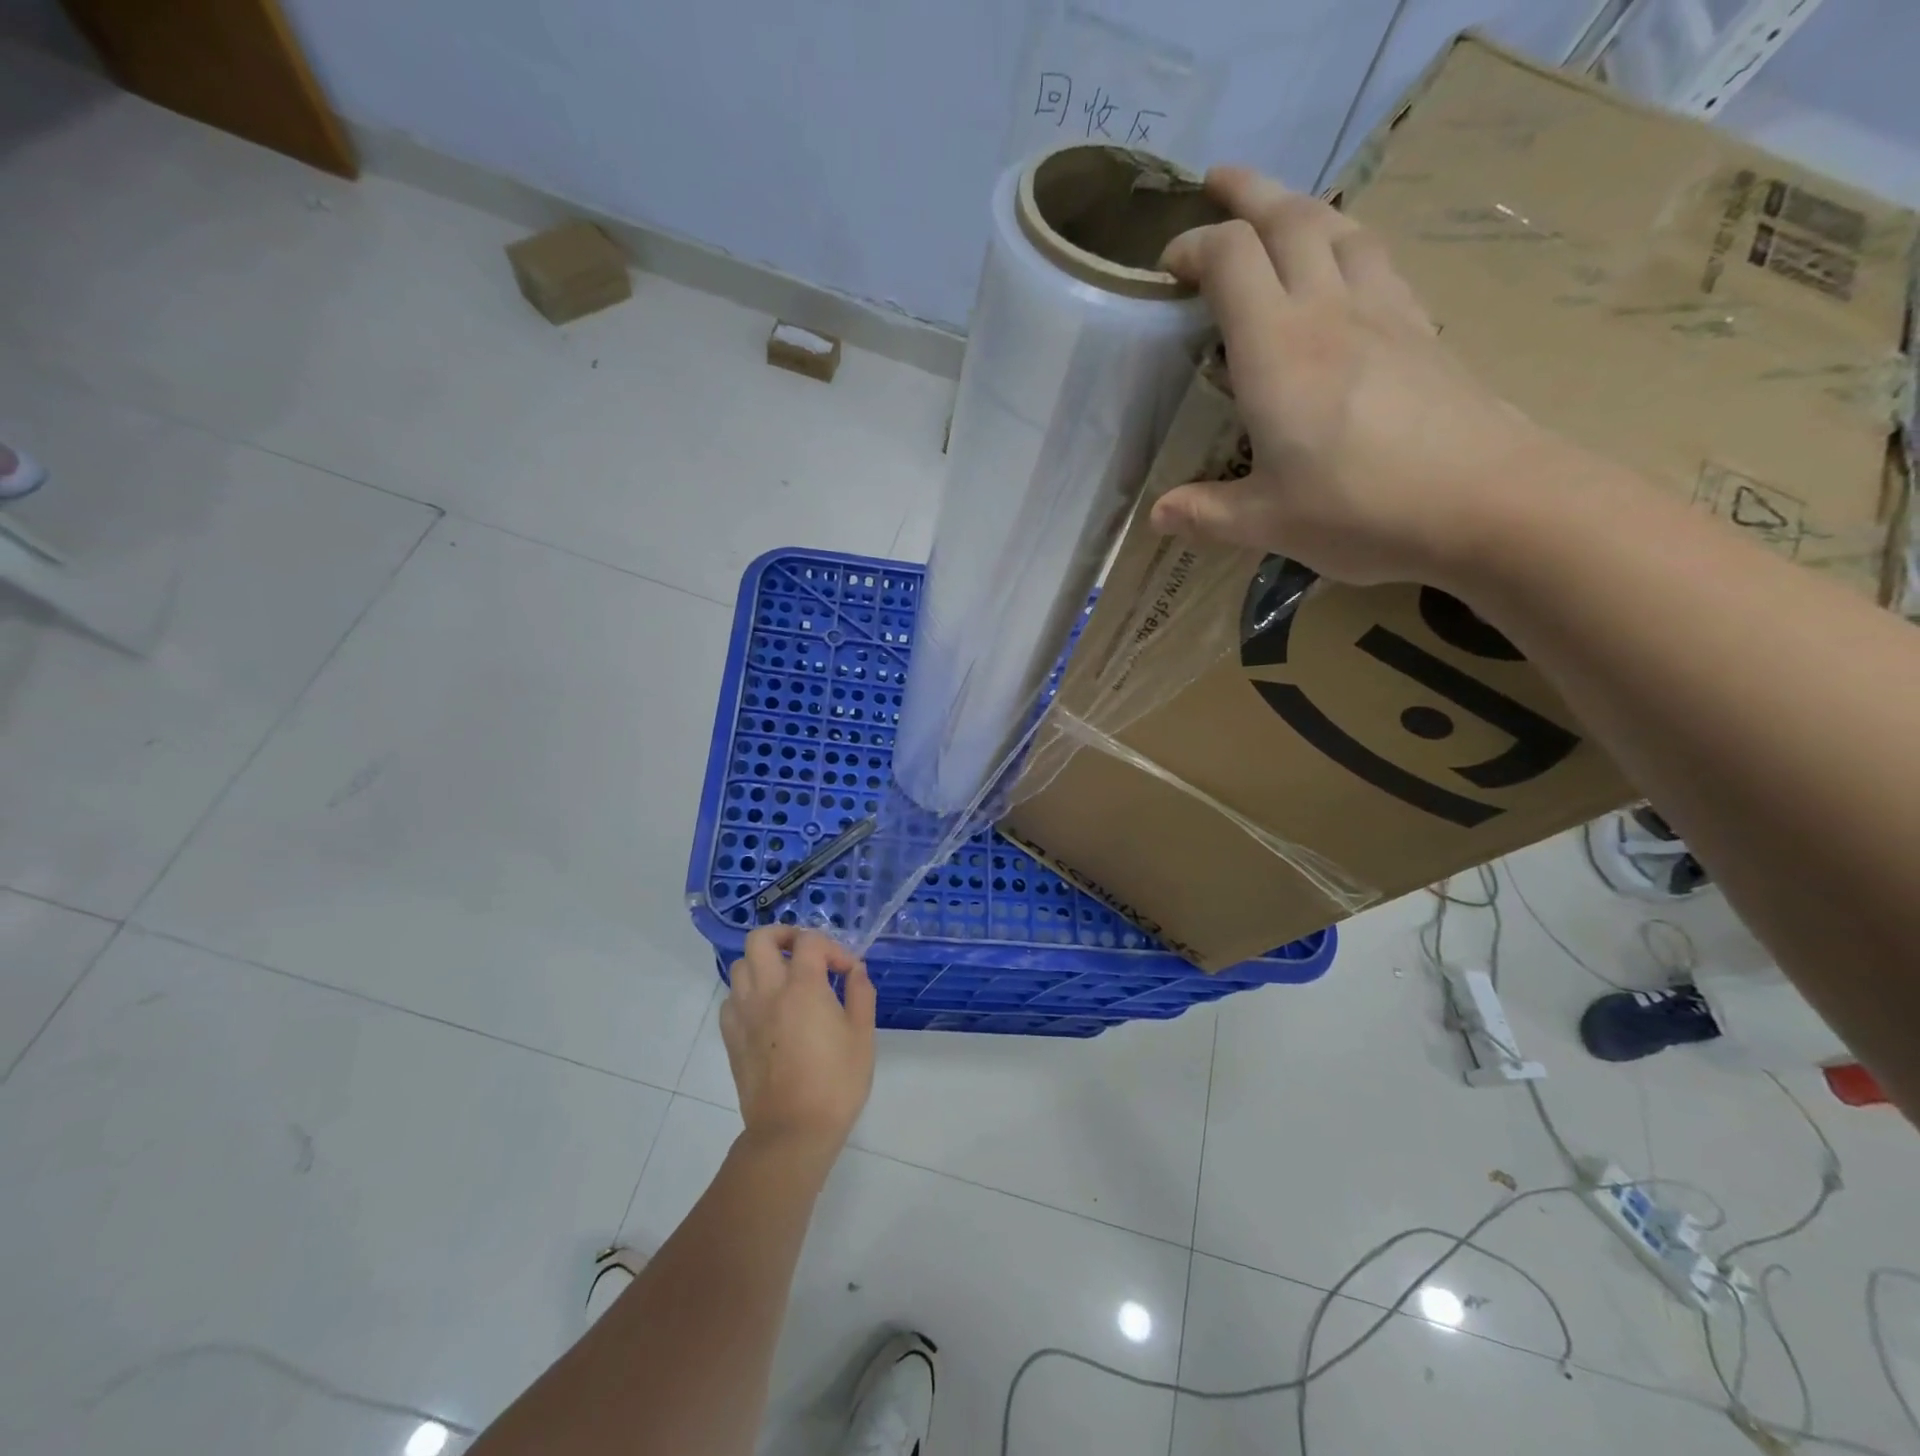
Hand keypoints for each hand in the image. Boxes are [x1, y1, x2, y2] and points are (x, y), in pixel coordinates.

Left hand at [720, 927, 876, 1164]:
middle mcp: (767, 991)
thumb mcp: (862, 1036)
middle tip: (805, 954)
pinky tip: (767, 1011)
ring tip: (786, 981)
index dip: (833, 947)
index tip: (848, 971)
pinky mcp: (731, 1037)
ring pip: (740, 966)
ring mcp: (744, 1014)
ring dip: (763, 963)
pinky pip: (731, 999)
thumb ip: (860, 993)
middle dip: (784, 937)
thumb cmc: (835, 1083)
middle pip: (761, 939)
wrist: (792, 1132)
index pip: (810, 941)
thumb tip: (855, 970)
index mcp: (802, 986)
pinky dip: (748, 993)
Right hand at [1153, 167, 1581, 586]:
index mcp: (1277, 351)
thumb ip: (1206, 513)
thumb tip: (1158, 516)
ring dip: (1301, 206)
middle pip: (1289, 219)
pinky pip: (1377, 259)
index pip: (1230, 261)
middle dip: (1247, 193)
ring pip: (1340, 226)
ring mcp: (1385, 312)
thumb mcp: (1266, 523)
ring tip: (1278, 212)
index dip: (1194, 247)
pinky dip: (1346, 242)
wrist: (1486, 502)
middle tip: (1217, 183)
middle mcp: (1328, 312)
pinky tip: (1344, 265)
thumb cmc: (1359, 510)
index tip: (1167, 267)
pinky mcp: (1423, 329)